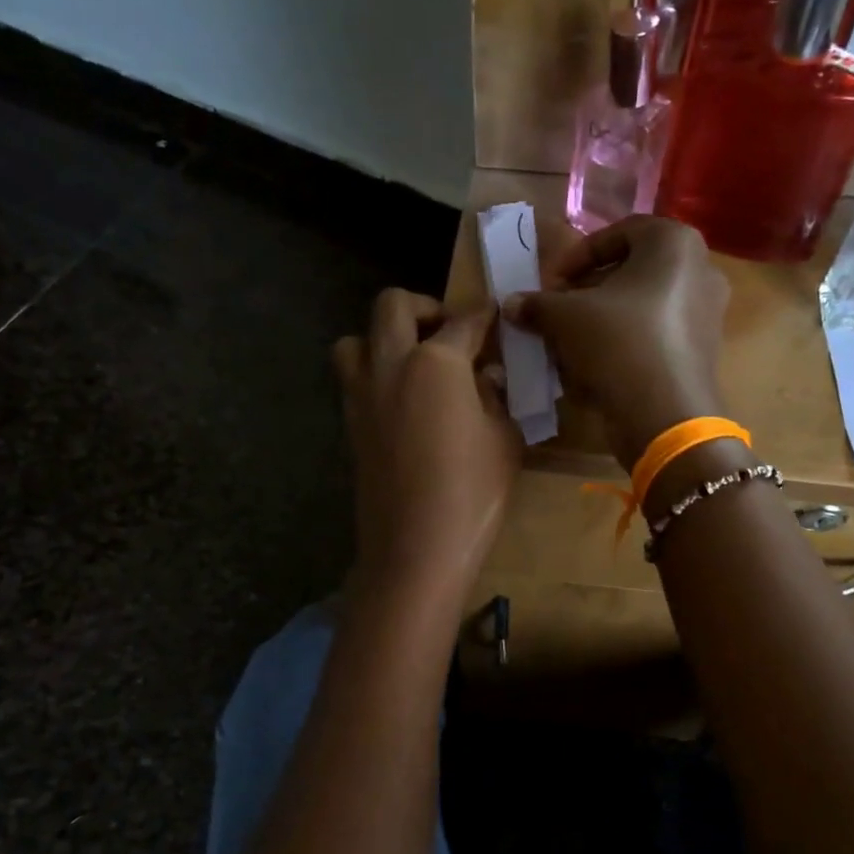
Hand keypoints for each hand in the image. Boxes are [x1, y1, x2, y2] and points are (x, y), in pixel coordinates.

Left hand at [332, 290, 521, 604]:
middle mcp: (391, 364)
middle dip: (424, 308)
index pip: (463, 322)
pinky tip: (402, 401)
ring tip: (412, 363)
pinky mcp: (350, 424)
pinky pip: (352, 379)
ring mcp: (362, 394)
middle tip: (447, 332)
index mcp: (436, 362)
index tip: (492, 314)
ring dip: (382, 338)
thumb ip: (494, 397)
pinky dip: (373, 374)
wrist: (416, 548)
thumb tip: (484, 378)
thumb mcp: (503, 439)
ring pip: (355, 339)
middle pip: (393, 306)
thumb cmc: (473, 493)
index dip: (482, 315)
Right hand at [502, 217, 729, 470]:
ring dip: (605, 319)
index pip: (617, 234)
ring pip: (643, 305)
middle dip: (590, 290)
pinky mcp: (703, 350)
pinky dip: (626, 342)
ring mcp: (707, 312)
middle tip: (560, 310)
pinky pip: (657, 334)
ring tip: (573, 341)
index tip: (551, 284)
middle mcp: (700, 269)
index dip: (575, 258)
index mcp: (674, 242)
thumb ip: (537, 304)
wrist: (665, 413)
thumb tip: (511, 304)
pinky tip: (598, 366)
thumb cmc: (617, 343)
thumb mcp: (565, 317)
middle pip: (632, 270)